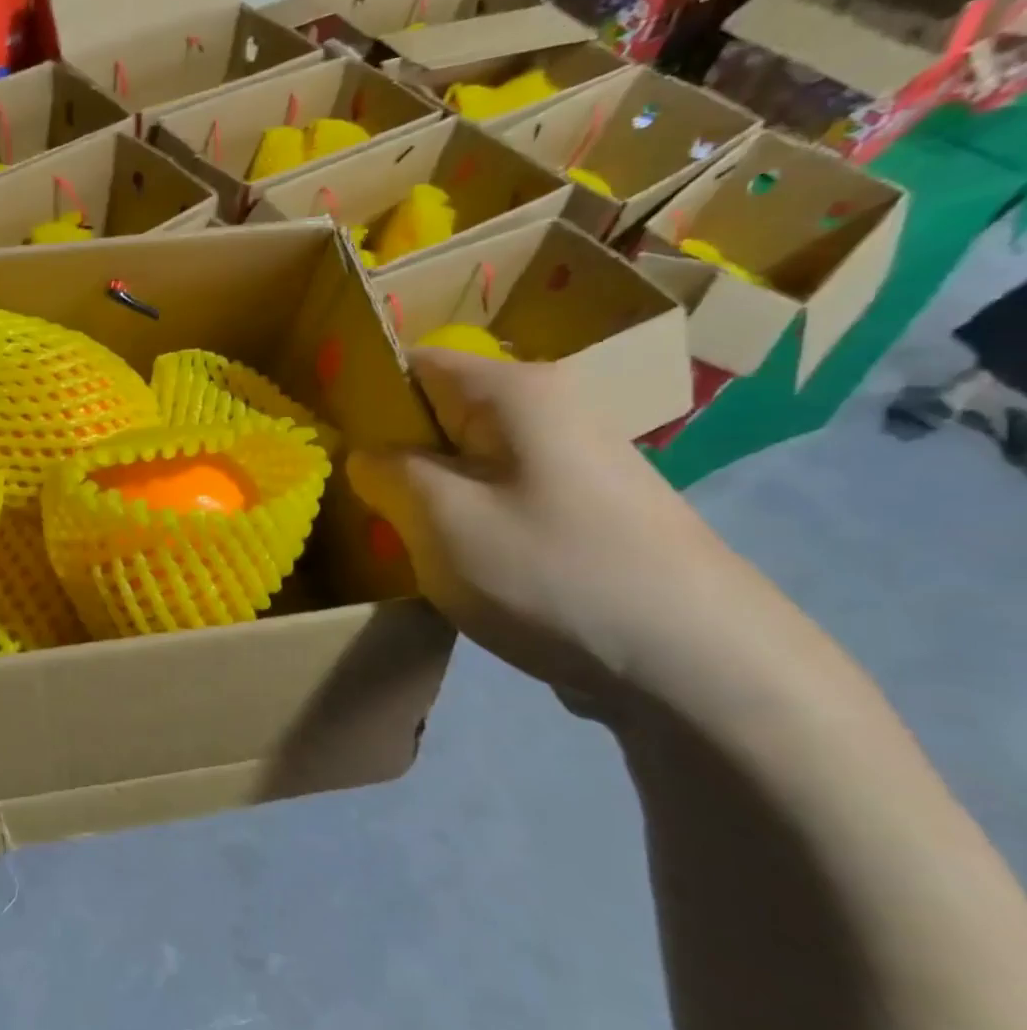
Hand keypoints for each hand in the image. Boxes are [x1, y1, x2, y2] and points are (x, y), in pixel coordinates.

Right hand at [348, 349, 744, 704]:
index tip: (329, 446)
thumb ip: (386, 473)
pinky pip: (502, 498)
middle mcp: (551, 411)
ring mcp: (575, 464)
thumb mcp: (441, 518)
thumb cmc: (552, 572)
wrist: (701, 666)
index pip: (412, 363)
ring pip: (469, 462)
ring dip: (429, 496)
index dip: (363, 396)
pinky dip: (469, 523)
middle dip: (394, 456)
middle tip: (362, 506)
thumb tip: (368, 455)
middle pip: (441, 413)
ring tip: (406, 542)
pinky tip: (462, 567)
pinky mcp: (587, 513)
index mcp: (515, 391)